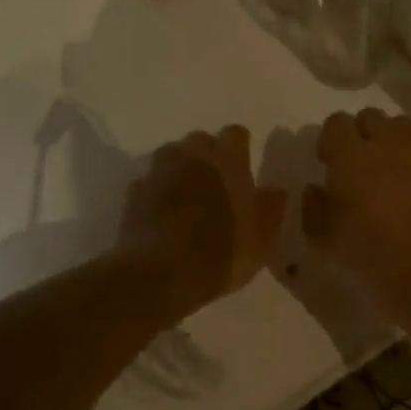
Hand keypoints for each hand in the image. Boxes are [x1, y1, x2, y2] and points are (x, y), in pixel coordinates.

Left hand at [119, 126, 286, 311]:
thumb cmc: (220, 253)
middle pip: (199, 139)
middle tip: (215, 180)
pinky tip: (160, 210)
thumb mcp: (261, 240)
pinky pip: (148, 181)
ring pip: (170, 155)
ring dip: (179, 166)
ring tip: (186, 191)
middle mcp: (192, 157)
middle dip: (207, 153)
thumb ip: (271, 210)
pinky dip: (156, 189)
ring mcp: (159, 172)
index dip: (240, 147)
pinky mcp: (134, 193)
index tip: (244, 164)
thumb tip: (276, 191)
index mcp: (227, 161)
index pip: (235, 134)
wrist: (159, 275)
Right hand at [303, 110, 410, 333]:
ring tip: (385, 169)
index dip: (329, 140)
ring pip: (400, 127)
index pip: (335, 123)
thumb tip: (315, 188)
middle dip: (360, 133)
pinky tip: (410, 186)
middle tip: (356, 164)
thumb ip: (313, 208)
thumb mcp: (326, 241)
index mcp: (351, 156)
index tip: (328, 163)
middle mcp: (387, 145)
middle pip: (370, 116)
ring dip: (388, 140)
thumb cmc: (373, 258)